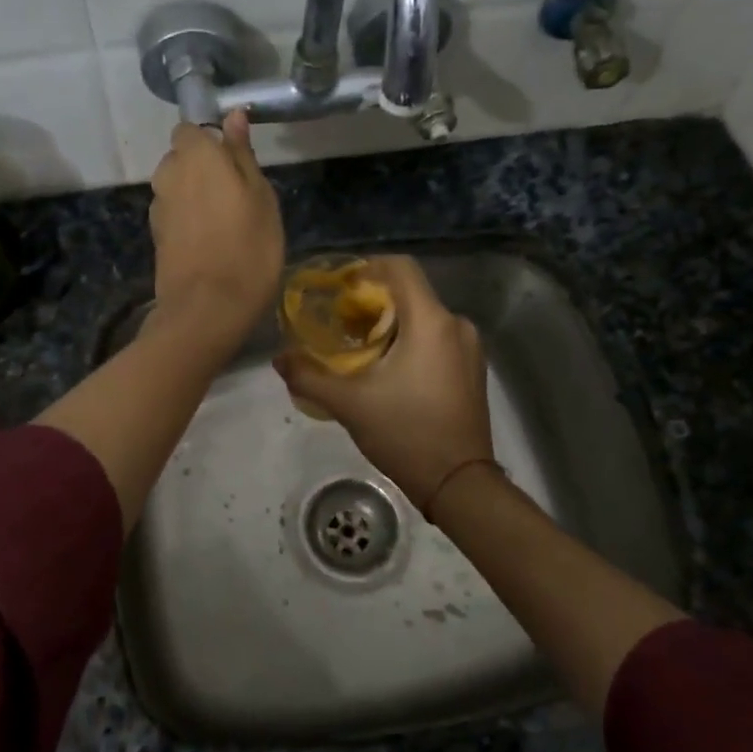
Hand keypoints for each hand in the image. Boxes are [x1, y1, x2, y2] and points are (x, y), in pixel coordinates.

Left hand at [148, 112, 284, 352]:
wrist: (208, 309)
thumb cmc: (248, 247)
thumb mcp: (261, 196)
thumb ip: (242, 154)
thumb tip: (234, 115)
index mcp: (195, 155)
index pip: (191, 129)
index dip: (211, 142)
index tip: (235, 164)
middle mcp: (168, 174)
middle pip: (181, 159)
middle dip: (201, 168)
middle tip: (236, 195)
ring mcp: (158, 208)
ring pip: (176, 188)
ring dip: (194, 196)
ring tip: (224, 223)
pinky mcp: (156, 237)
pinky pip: (173, 215)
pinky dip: (187, 221)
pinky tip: (209, 243)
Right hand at [274, 256, 493, 508]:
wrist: (459, 484)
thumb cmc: (406, 434)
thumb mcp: (350, 405)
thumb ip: (310, 377)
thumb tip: (279, 358)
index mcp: (431, 322)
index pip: (401, 267)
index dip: (367, 268)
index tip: (340, 290)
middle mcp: (456, 325)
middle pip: (410, 293)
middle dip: (373, 303)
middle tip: (340, 326)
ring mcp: (470, 348)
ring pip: (424, 317)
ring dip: (392, 324)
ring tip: (360, 350)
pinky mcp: (473, 368)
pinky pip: (438, 338)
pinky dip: (411, 341)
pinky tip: (390, 369)